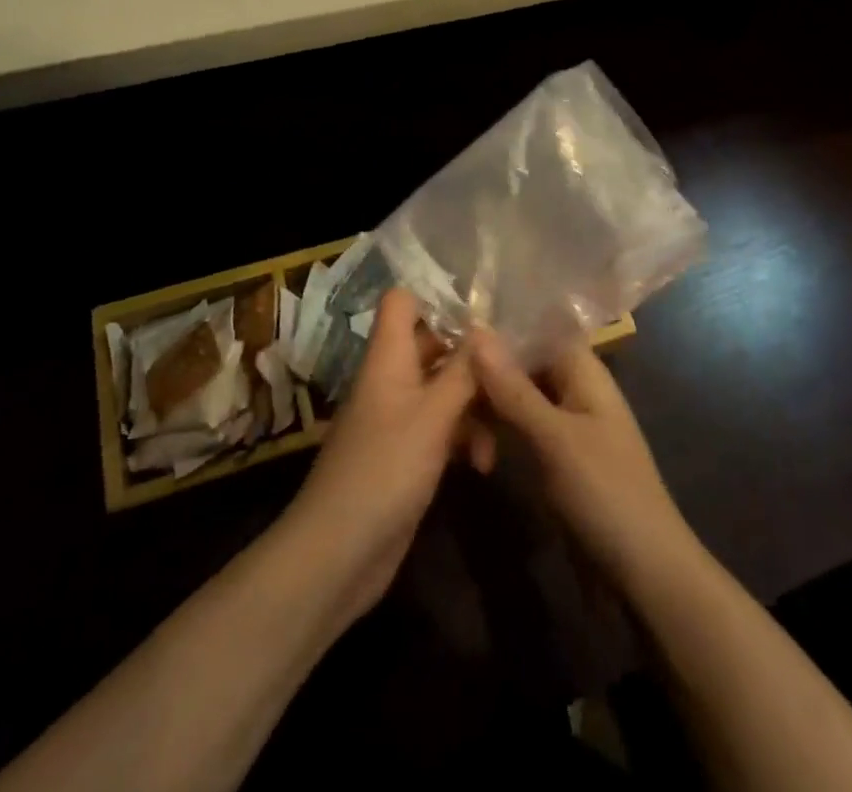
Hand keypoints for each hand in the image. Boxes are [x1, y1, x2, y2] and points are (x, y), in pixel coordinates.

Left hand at [281, 289, 479, 623]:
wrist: (337, 555)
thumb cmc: (385, 470)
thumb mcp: (433, 416)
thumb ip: (464, 371)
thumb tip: (488, 327)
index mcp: (389, 358)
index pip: (402, 302)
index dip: (437, 297)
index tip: (483, 311)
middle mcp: (392, 379)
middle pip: (433, 345)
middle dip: (472, 357)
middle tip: (514, 367)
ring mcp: (399, 418)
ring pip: (444, 389)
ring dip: (475, 405)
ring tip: (503, 429)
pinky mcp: (407, 454)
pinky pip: (442, 428)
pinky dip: (464, 438)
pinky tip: (484, 464)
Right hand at [471, 330, 696, 586]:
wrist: (646, 573)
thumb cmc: (606, 492)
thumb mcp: (555, 438)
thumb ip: (514, 388)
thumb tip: (477, 330)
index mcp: (584, 371)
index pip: (540, 327)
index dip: (503, 322)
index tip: (457, 323)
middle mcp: (575, 388)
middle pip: (525, 362)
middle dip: (488, 369)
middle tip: (442, 380)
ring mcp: (566, 424)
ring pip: (518, 397)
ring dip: (489, 406)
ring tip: (452, 425)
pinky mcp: (558, 457)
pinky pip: (521, 428)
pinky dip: (498, 432)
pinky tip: (472, 449)